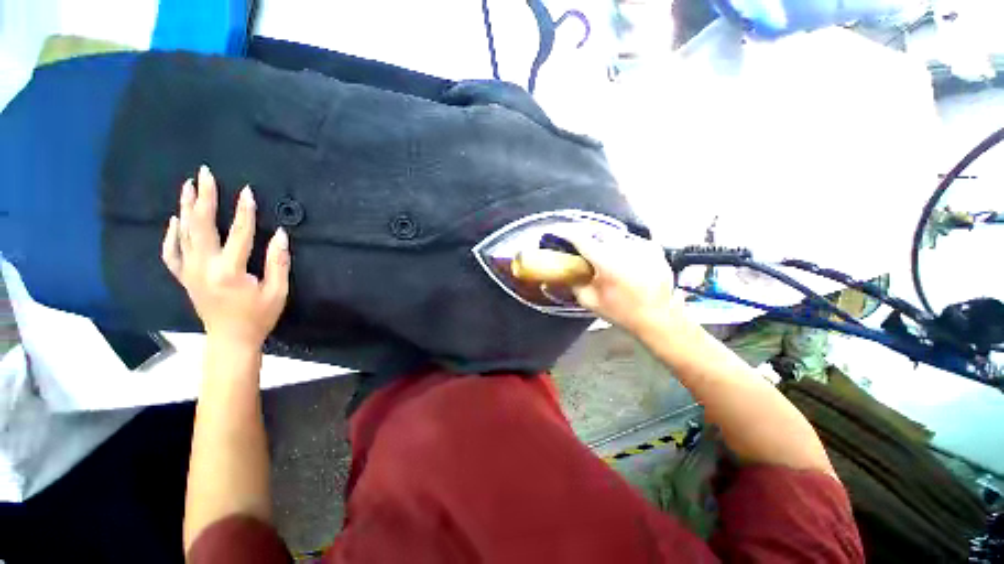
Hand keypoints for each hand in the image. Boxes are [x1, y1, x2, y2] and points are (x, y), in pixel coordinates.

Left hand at [161, 165, 290, 348]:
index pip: (239, 234)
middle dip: (204, 198)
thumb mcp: (277, 292)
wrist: (231, 339)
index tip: (247, 191)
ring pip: (184, 234)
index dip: (244, 211)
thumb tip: (281, 235)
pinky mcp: (185, 278)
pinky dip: (171, 235)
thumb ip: (278, 262)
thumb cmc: (258, 316)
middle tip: (205, 174)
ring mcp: (190, 272)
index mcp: (229, 271)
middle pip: (201, 226)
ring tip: (188, 186)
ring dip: (186, 208)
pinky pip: (172, 253)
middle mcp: (204, 267)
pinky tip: (173, 221)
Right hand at [563, 228, 680, 333]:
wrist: (657, 318)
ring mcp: (641, 246)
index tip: (558, 234)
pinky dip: (623, 247)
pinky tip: (624, 259)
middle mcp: (624, 248)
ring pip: (616, 236)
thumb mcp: (589, 301)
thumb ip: (574, 283)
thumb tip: (565, 271)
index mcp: (606, 262)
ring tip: (604, 255)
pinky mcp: (654, 249)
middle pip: (598, 232)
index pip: (581, 239)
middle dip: (587, 237)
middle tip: (581, 247)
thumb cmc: (621, 312)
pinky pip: (631, 241)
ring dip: (605, 242)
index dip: (566, 234)